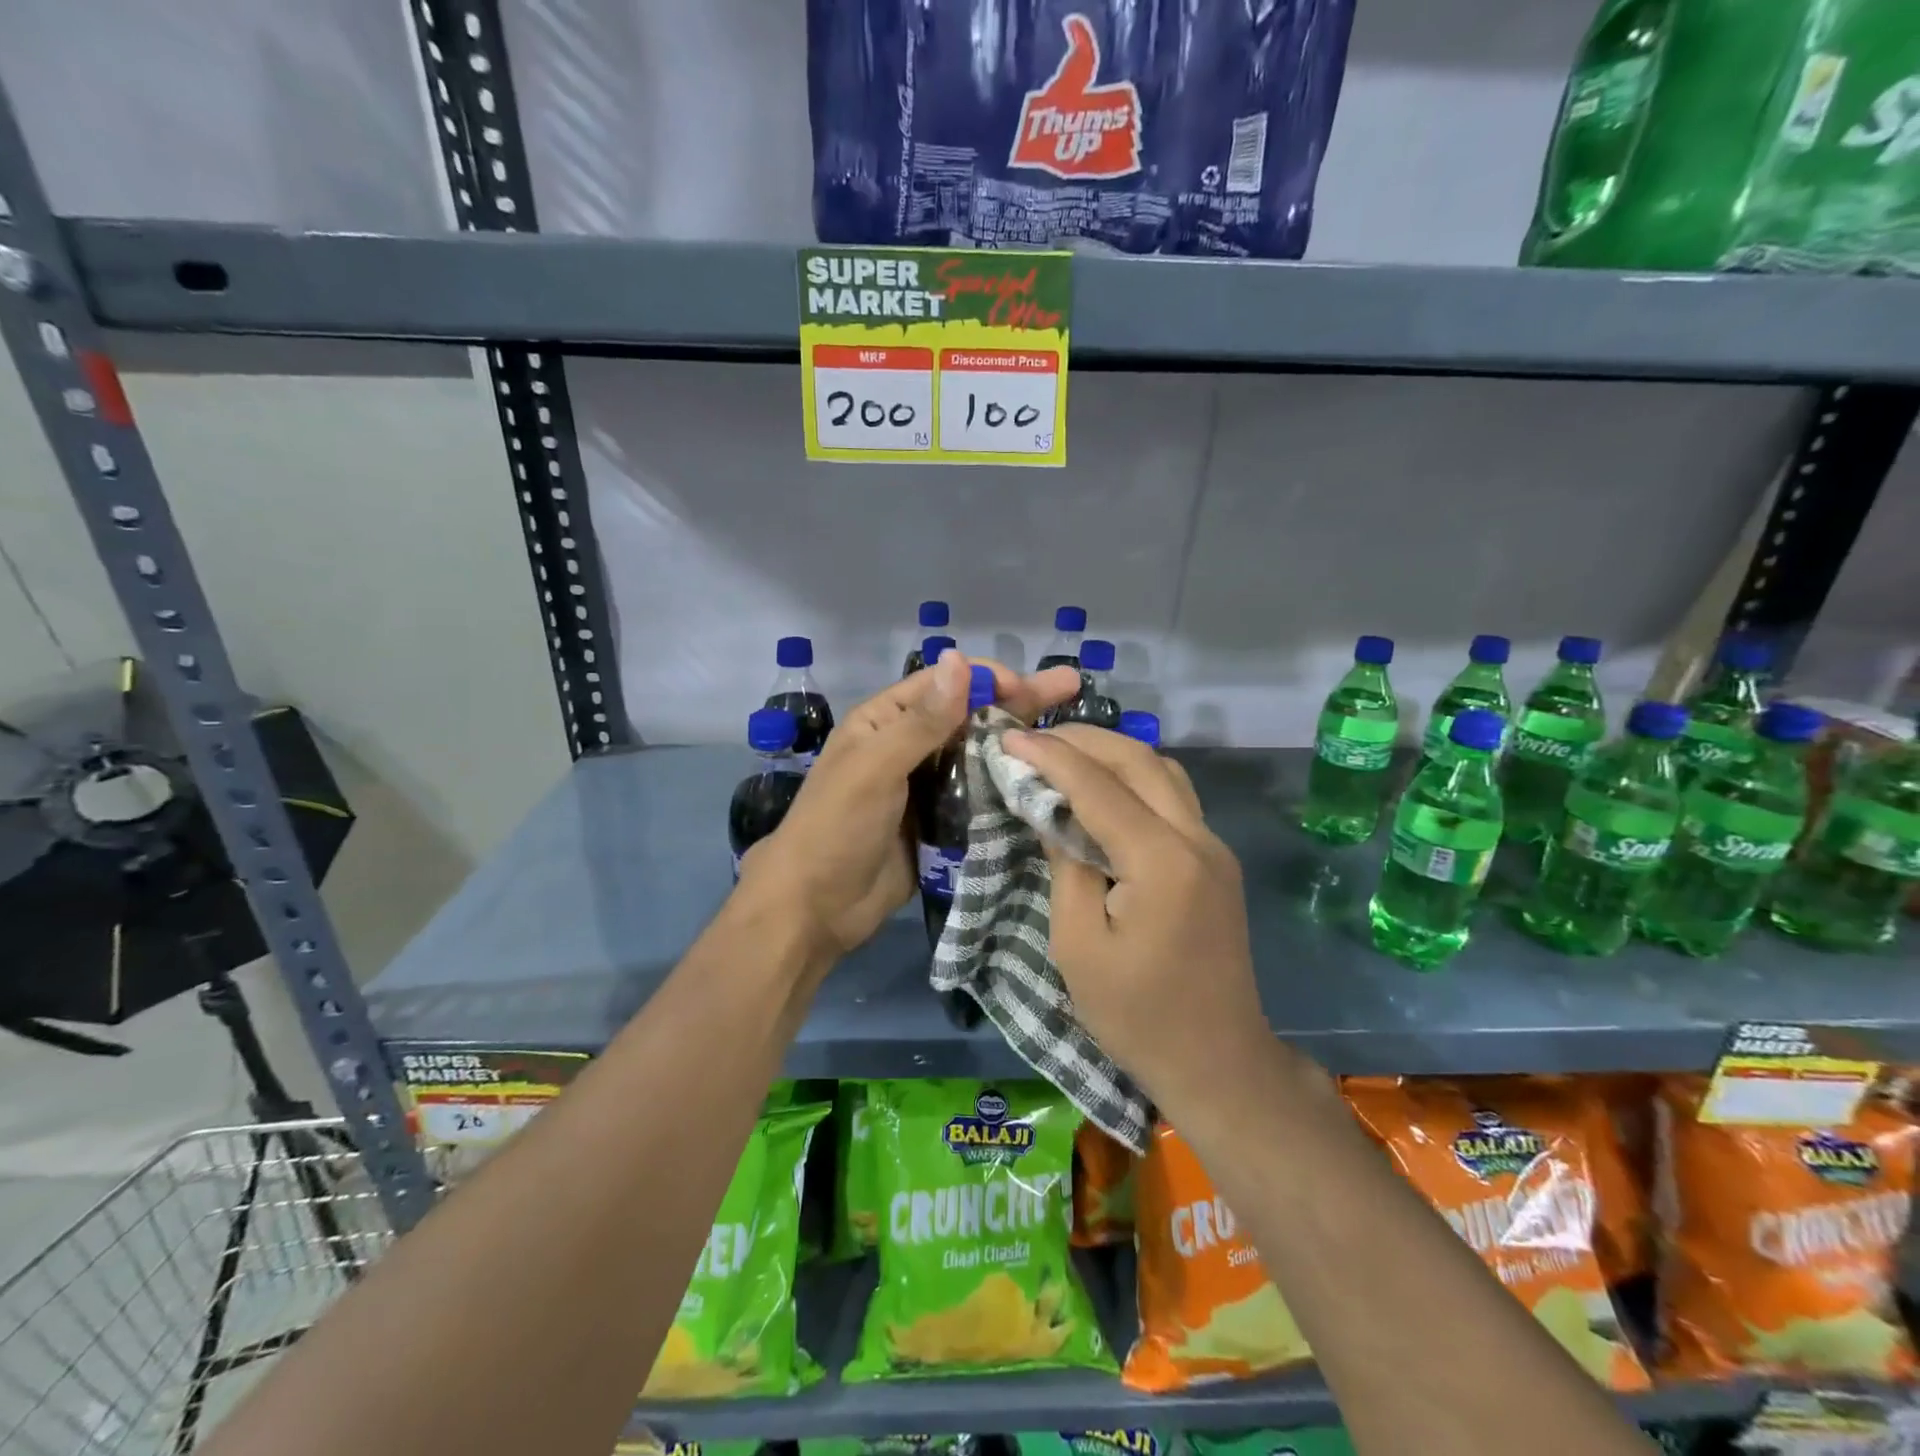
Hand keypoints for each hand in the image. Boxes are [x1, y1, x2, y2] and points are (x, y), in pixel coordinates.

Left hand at [739, 651, 1081, 968]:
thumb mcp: (875, 768)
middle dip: (1017, 701)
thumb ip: (921, 720)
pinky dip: (1007, 784)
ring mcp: (925, 784)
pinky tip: (1044, 780)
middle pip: (969, 714)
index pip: (944, 684)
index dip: (988, 679)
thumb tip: (960, 658)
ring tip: (1070, 735)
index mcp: (884, 720)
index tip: (1031, 688)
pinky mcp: (939, 820)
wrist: (816, 907)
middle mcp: (908, 744)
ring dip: (1017, 742)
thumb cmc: (837, 828)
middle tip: (1071, 686)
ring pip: (978, 753)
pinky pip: (978, 793)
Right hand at [1002, 723, 1269, 1114]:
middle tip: (1033, 738)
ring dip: (1113, 752)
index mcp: (1161, 862)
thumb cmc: (1135, 1015)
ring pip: (1164, 771)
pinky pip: (1174, 797)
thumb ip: (1065, 866)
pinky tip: (1103, 790)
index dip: (1049, 757)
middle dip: (1083, 739)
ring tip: (1064, 755)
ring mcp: (1214, 848)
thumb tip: (1051, 812)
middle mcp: (1197, 840)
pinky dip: (1135, 778)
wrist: (1218, 1061)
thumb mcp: (1077, 945)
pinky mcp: (1216, 862)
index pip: (1098, 786)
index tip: (1008, 737)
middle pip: (1140, 760)